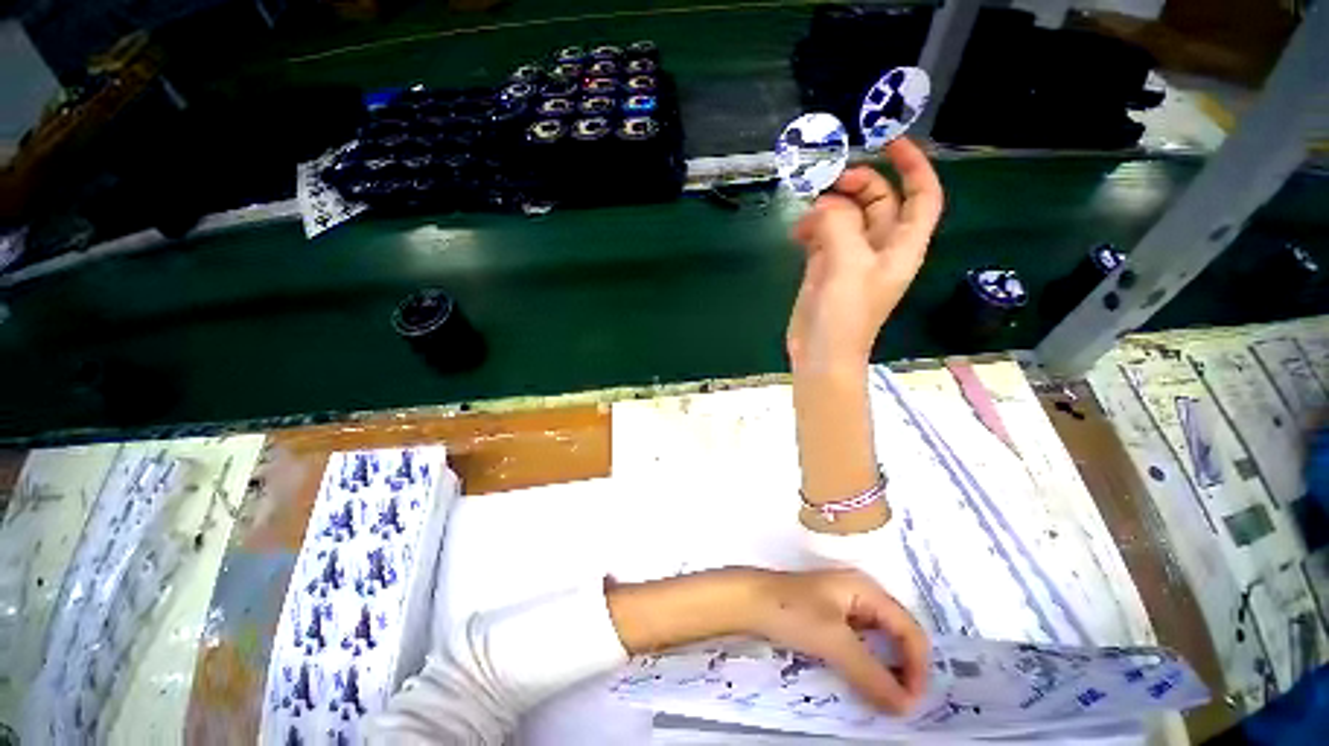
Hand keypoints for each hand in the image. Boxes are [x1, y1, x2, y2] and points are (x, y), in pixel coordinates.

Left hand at [749, 568, 929, 714]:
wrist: (749, 601)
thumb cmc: (792, 611)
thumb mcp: (834, 642)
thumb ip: (872, 674)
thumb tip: (906, 708)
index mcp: (866, 589)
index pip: (909, 629)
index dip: (918, 667)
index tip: (911, 704)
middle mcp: (860, 593)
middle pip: (898, 633)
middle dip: (905, 668)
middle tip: (901, 705)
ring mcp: (844, 603)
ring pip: (879, 639)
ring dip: (887, 668)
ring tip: (886, 699)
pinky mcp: (830, 616)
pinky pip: (861, 641)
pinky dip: (868, 663)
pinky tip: (863, 682)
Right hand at [787, 138, 943, 371]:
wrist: (821, 353)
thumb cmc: (845, 315)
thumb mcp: (848, 265)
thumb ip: (840, 225)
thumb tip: (824, 204)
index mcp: (901, 246)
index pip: (922, 196)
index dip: (913, 167)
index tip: (890, 142)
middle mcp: (880, 248)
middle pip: (880, 202)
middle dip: (859, 185)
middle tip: (830, 181)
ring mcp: (850, 259)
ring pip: (847, 218)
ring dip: (829, 208)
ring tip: (806, 212)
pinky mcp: (825, 269)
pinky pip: (824, 236)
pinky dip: (812, 228)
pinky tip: (796, 233)